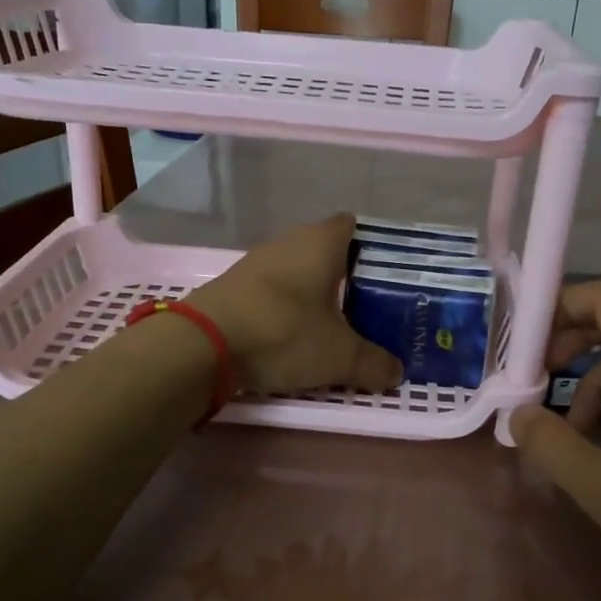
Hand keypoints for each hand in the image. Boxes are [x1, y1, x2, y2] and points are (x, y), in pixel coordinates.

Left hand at [189, 214, 403, 395]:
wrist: (203, 345)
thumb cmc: (284, 333)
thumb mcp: (339, 356)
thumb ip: (373, 363)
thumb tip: (397, 372)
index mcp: (320, 242)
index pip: (353, 227)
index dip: (372, 247)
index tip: (387, 276)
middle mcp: (288, 242)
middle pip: (326, 251)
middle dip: (347, 277)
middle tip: (369, 308)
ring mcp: (257, 263)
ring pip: (297, 272)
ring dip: (314, 295)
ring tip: (336, 325)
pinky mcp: (234, 287)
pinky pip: (273, 292)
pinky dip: (287, 308)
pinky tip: (295, 335)